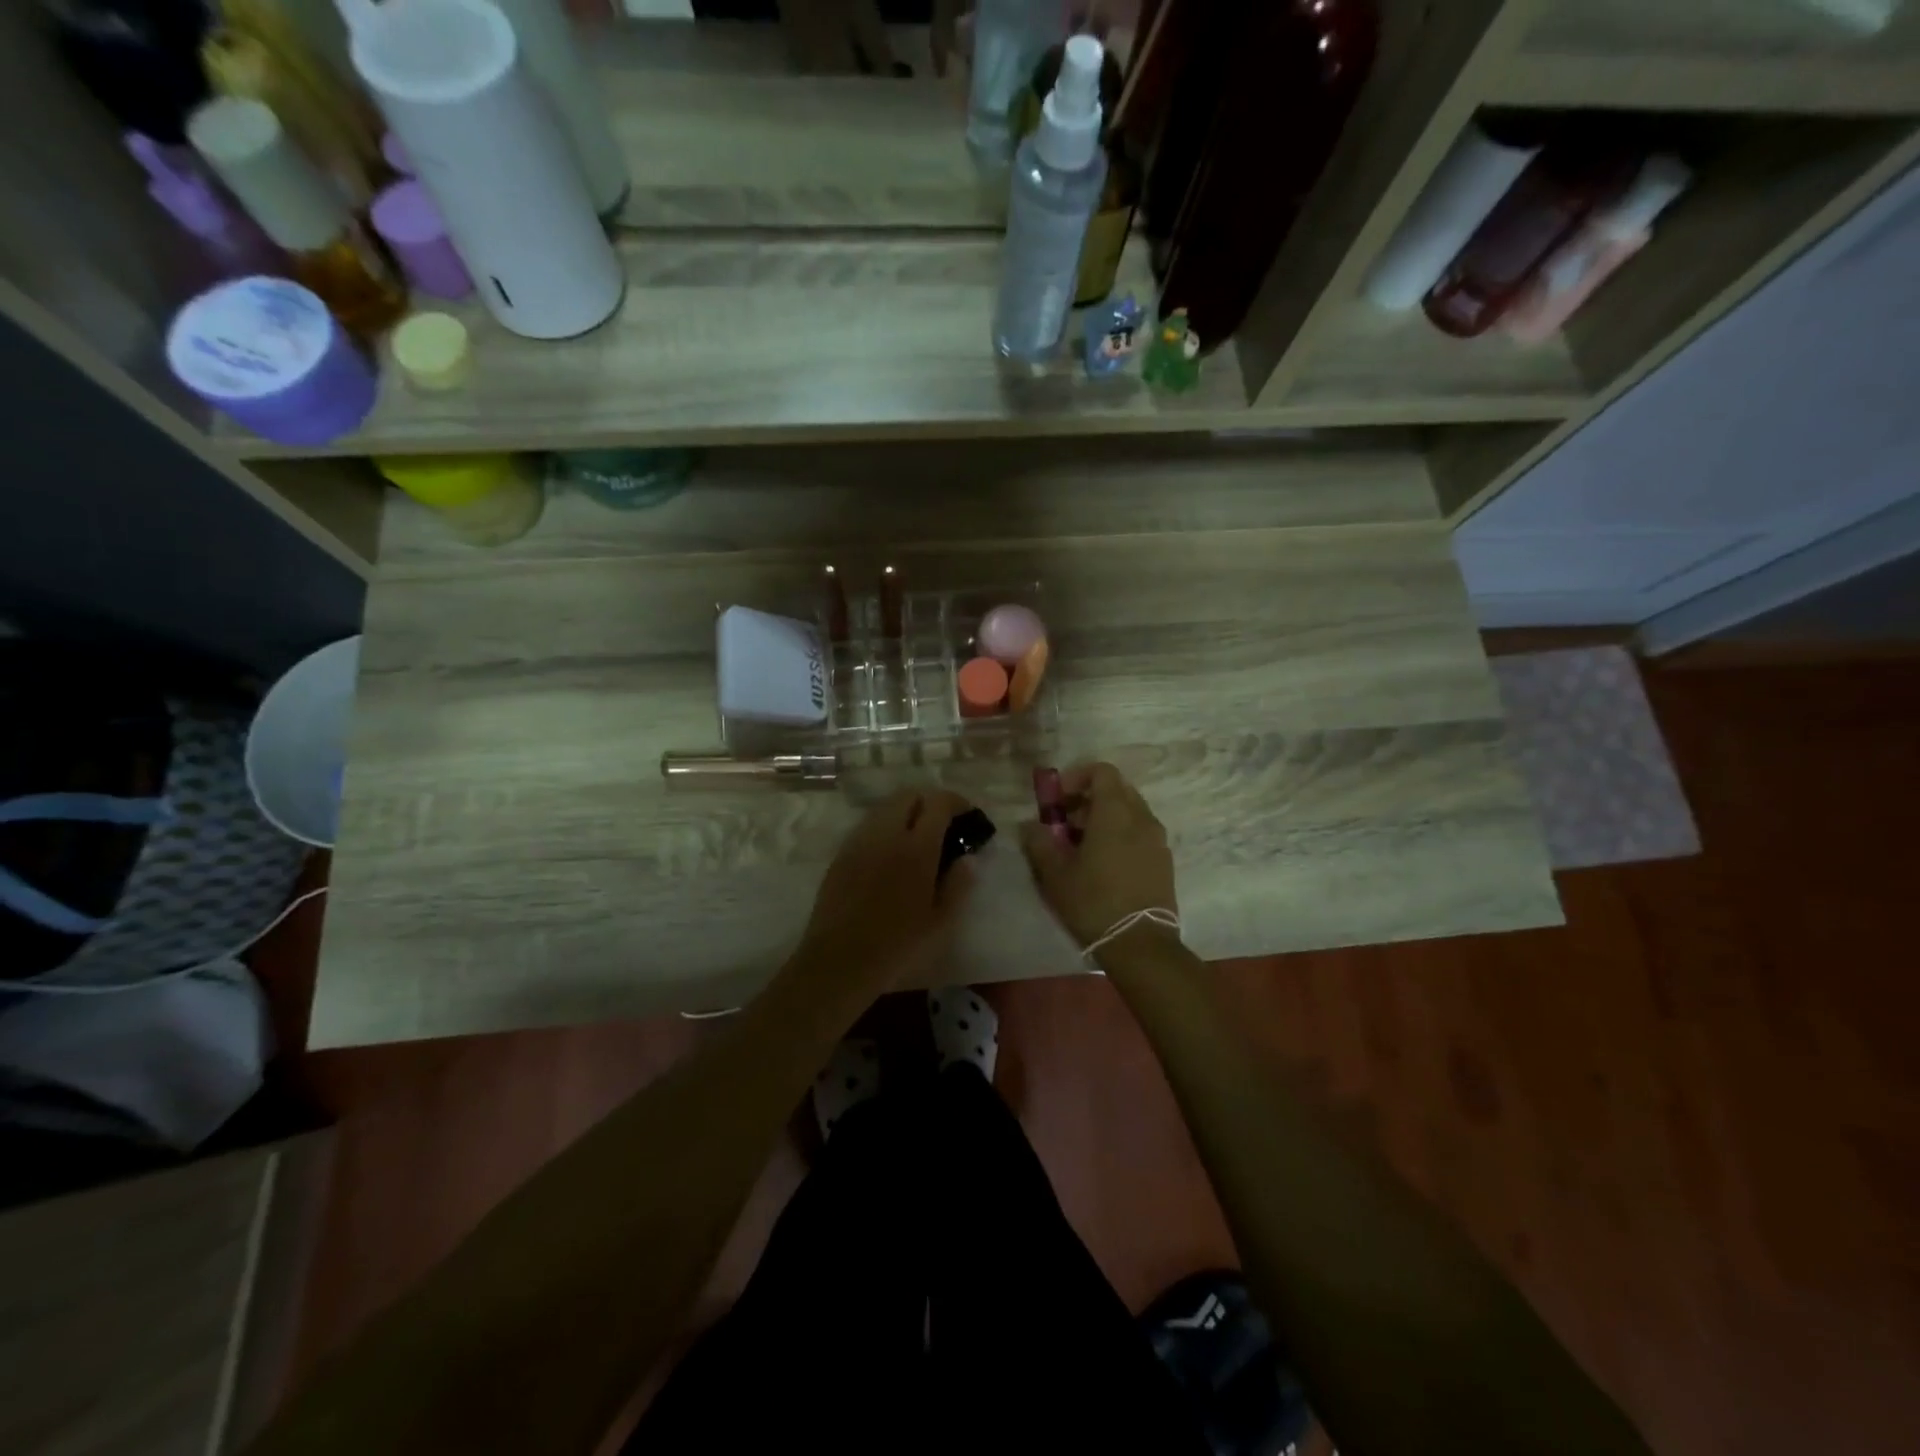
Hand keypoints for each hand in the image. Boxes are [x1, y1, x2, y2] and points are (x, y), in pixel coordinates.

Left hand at [796, 787, 974, 991]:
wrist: (839, 961)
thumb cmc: (897, 945)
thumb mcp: (941, 921)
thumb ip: (959, 884)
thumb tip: (968, 858)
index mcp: (916, 848)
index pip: (938, 802)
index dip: (957, 802)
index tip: (968, 816)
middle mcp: (886, 834)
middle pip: (909, 795)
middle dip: (930, 801)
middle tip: (943, 825)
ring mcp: (859, 841)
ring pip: (885, 807)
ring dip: (906, 812)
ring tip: (917, 839)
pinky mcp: (841, 853)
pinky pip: (868, 826)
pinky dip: (885, 827)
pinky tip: (891, 855)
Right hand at [1019, 762, 1179, 957]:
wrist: (1140, 944)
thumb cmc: (1093, 902)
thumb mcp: (1054, 873)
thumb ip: (1039, 841)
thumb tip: (1030, 825)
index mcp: (1115, 812)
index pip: (1102, 771)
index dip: (1077, 777)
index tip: (1058, 799)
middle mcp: (1142, 818)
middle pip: (1117, 790)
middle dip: (1089, 799)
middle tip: (1066, 823)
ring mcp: (1157, 840)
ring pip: (1130, 812)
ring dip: (1105, 818)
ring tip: (1082, 847)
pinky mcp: (1164, 861)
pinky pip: (1140, 833)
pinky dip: (1121, 835)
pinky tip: (1104, 864)